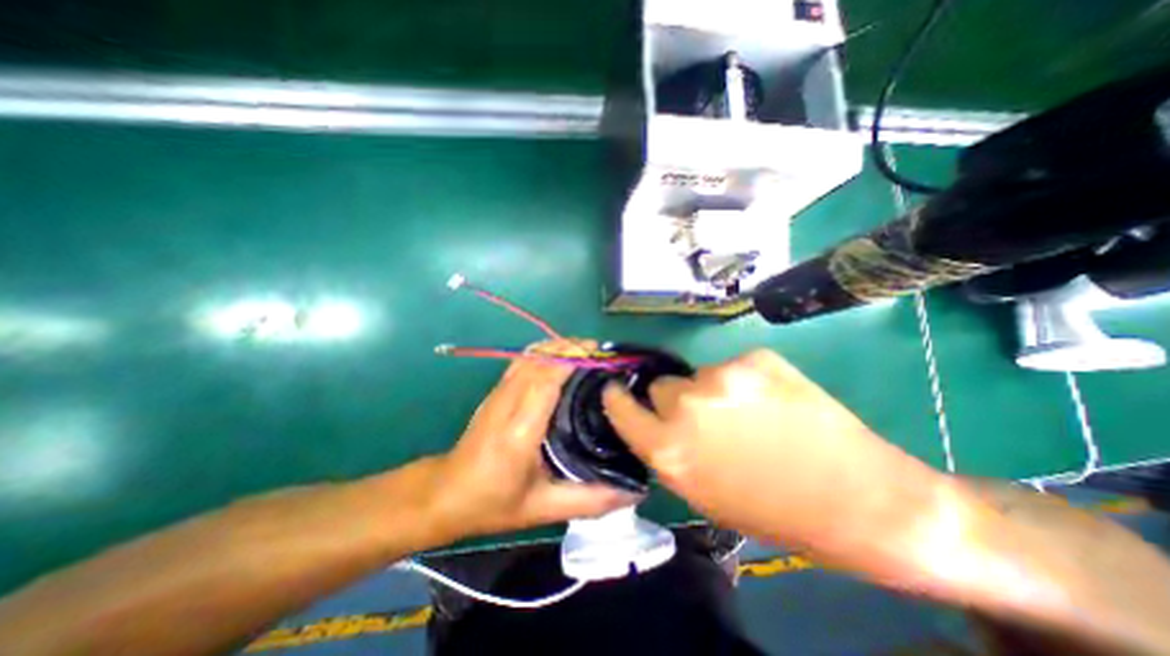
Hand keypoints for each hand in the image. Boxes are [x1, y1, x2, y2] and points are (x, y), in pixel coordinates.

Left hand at [429, 342, 636, 541]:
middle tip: (604, 353)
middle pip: (540, 358)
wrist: (446, 493)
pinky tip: (562, 358)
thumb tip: (633, 492)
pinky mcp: (496, 389)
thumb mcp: (543, 508)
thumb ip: (590, 500)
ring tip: (588, 352)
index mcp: (521, 429)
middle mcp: (508, 401)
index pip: (547, 378)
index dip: (573, 359)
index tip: (603, 355)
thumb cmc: (494, 503)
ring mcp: (499, 392)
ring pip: (530, 354)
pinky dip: (545, 351)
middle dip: (573, 347)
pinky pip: (523, 359)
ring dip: (559, 346)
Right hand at [598, 349, 943, 553]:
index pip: (621, 407)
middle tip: (707, 419)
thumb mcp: (702, 494)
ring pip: (699, 376)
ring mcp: (723, 376)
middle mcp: (687, 406)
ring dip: (712, 392)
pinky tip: (773, 402)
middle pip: (661, 386)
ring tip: (750, 415)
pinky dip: (744, 382)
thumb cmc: (774, 511)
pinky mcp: (756, 358)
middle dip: (675, 400)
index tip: (619, 391)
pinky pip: (734, 367)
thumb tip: (655, 422)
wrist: (861, 500)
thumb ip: (668, 452)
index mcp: (669, 449)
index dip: (619, 398)